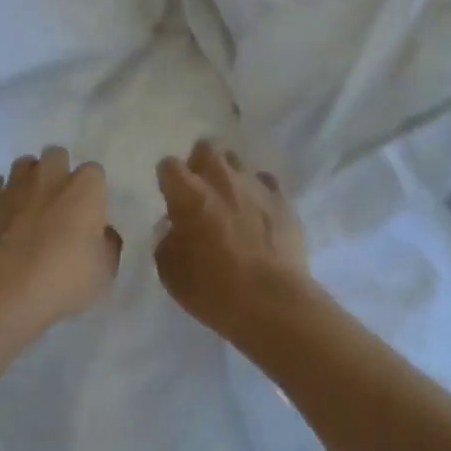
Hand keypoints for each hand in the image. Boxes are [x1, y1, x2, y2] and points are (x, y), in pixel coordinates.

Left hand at [0, 145, 121, 348]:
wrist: (4, 289)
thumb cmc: (64, 279)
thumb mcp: (104, 271)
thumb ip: (107, 245)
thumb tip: (103, 233)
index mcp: (85, 189)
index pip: (94, 172)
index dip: (92, 190)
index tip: (89, 211)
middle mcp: (50, 177)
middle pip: (56, 155)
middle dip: (58, 171)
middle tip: (57, 201)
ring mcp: (13, 185)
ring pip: (22, 164)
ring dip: (26, 179)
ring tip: (26, 204)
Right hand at [155, 140, 310, 341]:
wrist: (272, 301)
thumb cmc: (213, 289)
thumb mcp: (170, 272)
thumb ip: (167, 241)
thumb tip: (174, 229)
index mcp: (188, 194)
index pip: (169, 166)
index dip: (168, 180)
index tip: (170, 198)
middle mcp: (221, 180)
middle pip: (207, 148)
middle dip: (200, 163)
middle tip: (200, 191)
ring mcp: (255, 186)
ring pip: (237, 162)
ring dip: (229, 176)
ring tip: (230, 202)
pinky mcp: (283, 200)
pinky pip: (266, 182)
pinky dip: (258, 192)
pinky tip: (258, 212)